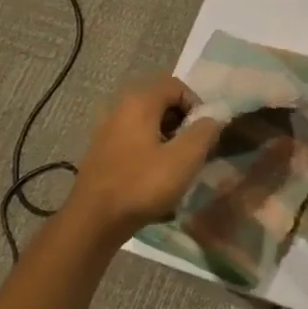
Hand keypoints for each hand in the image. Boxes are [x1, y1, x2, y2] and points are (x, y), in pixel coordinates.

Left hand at [68, 77, 220, 236]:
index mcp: (140, 102)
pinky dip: (150, 150)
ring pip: (148, 123)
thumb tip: (214, 118)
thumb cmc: (142, 185)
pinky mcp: (102, 152)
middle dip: (183, 123)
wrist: (93, 222)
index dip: (196, 105)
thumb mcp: (184, 159)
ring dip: (167, 139)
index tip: (204, 134)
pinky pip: (134, 140)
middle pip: (162, 103)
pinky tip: (154, 177)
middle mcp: (120, 108)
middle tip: (193, 150)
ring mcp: (108, 130)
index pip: (177, 86)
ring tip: (176, 166)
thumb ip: (205, 132)